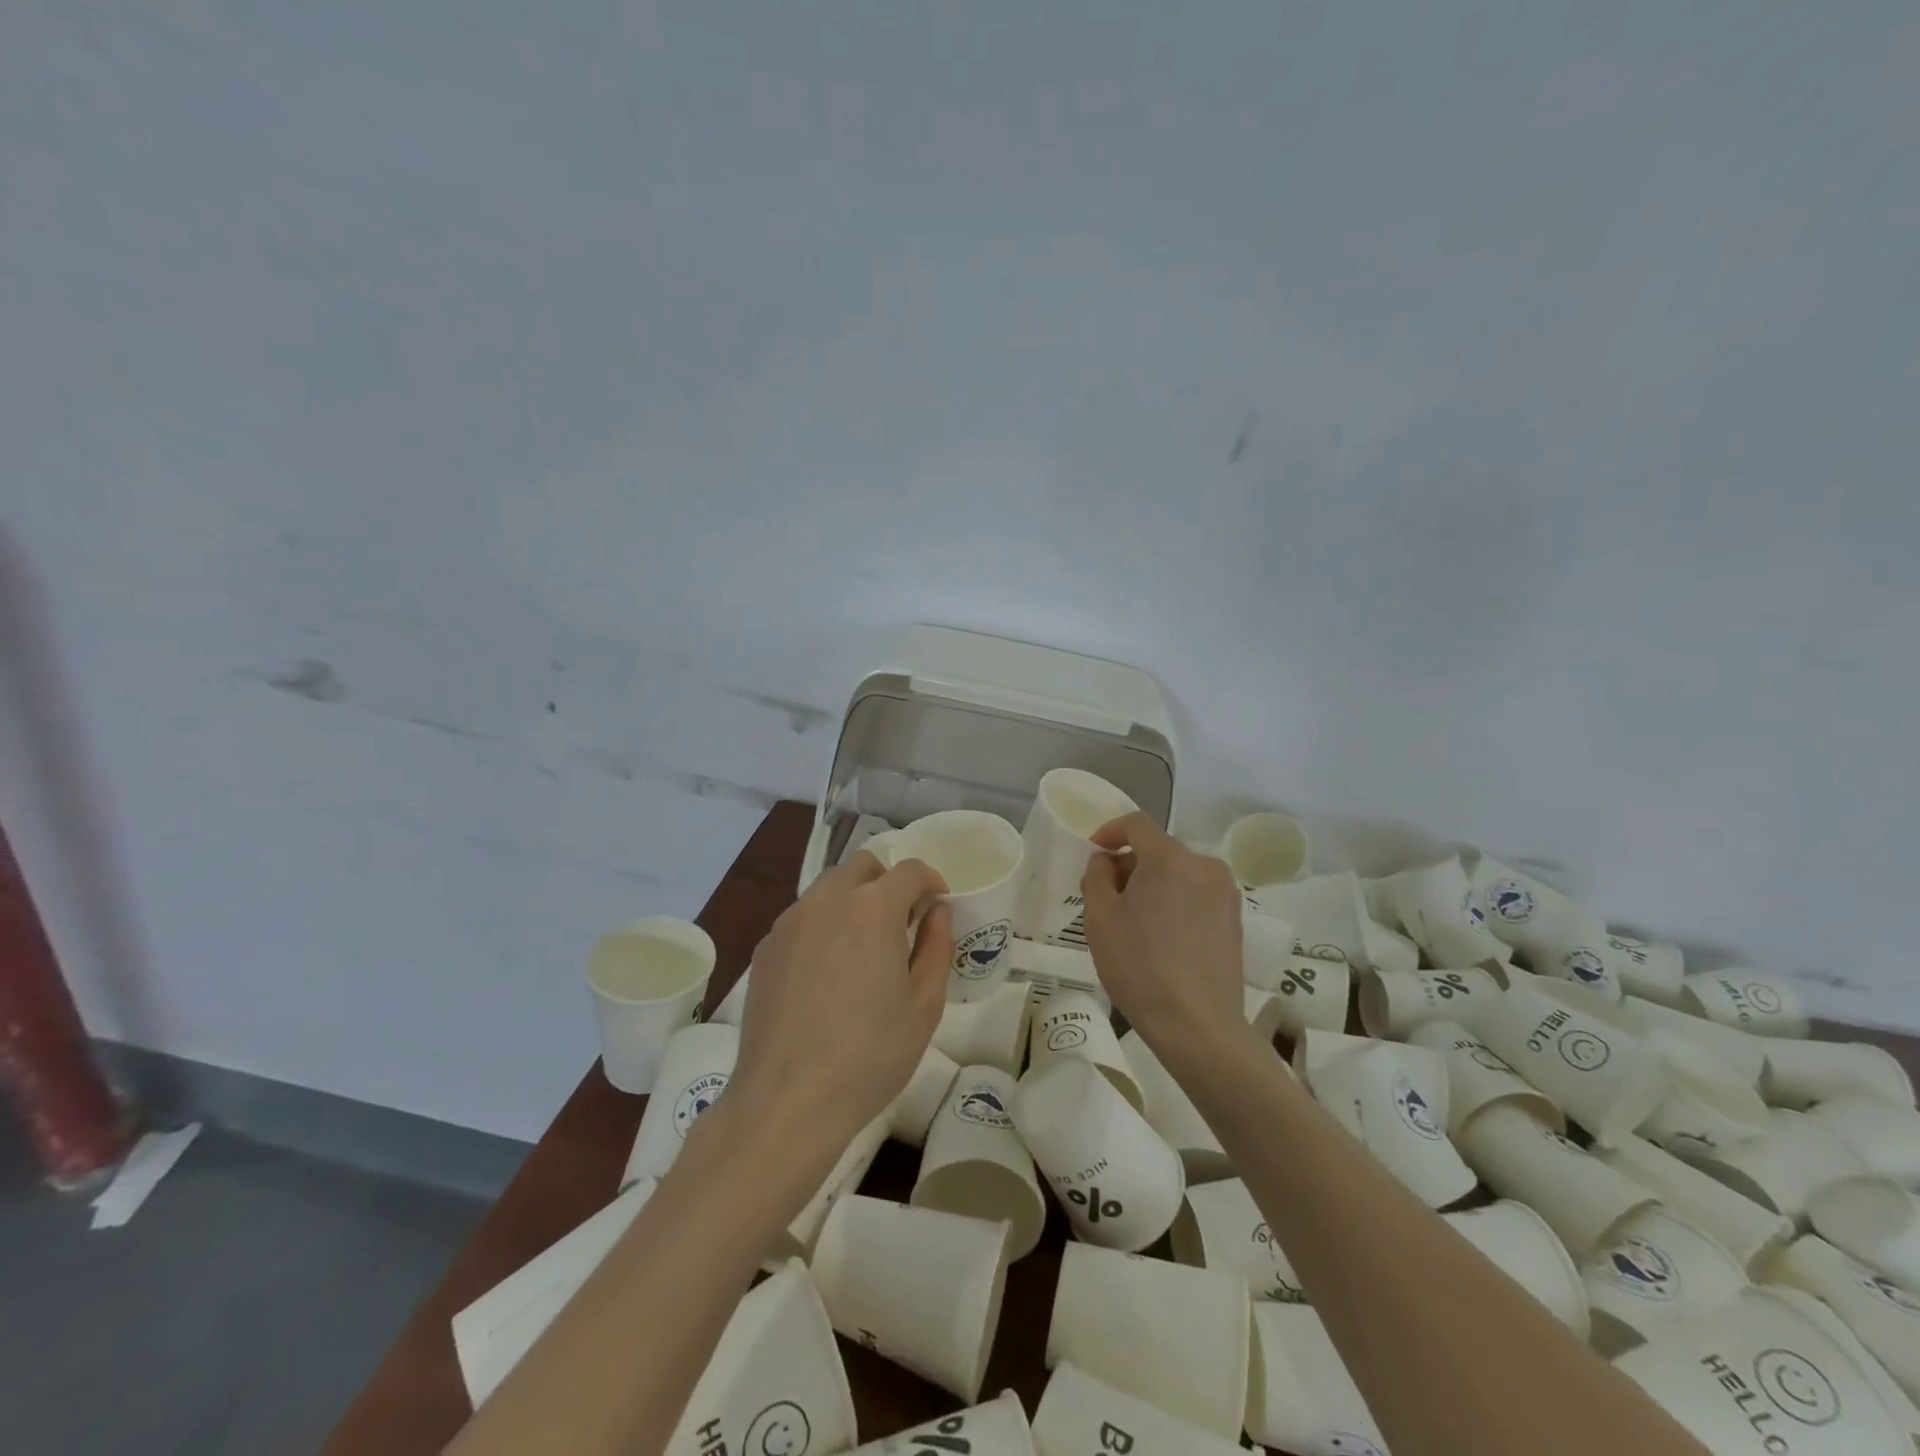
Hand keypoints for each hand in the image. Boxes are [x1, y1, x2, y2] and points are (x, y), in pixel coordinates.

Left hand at [729, 852, 952, 1156]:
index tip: (938, 907)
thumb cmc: (870, 1054)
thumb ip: (937, 946)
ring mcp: (789, 922)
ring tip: (862, 949)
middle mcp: (827, 901)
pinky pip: (802, 918)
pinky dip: (823, 926)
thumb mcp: (924, 1005)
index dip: (931, 882)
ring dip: (853, 901)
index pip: (909, 870)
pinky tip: (826, 974)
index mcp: (872, 908)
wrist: (787, 1101)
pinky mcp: (765, 948)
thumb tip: (937, 912)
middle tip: (901, 924)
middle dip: (888, 883)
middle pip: (863, 867)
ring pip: (828, 889)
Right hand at [1081, 813, 1248, 1056]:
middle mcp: (1204, 865)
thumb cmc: (1140, 966)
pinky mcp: (1235, 920)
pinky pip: (1196, 895)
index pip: (1136, 824)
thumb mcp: (1100, 918)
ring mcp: (1225, 893)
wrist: (1198, 1026)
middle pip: (1159, 849)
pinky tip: (1162, 939)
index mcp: (1170, 858)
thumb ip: (1097, 877)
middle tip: (1107, 897)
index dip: (1110, 831)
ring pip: (1179, 873)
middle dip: (1130, 865)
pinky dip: (1175, 902)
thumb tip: (1106, 860)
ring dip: (1153, 885)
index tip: (1094, 853)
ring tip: (1134, 923)